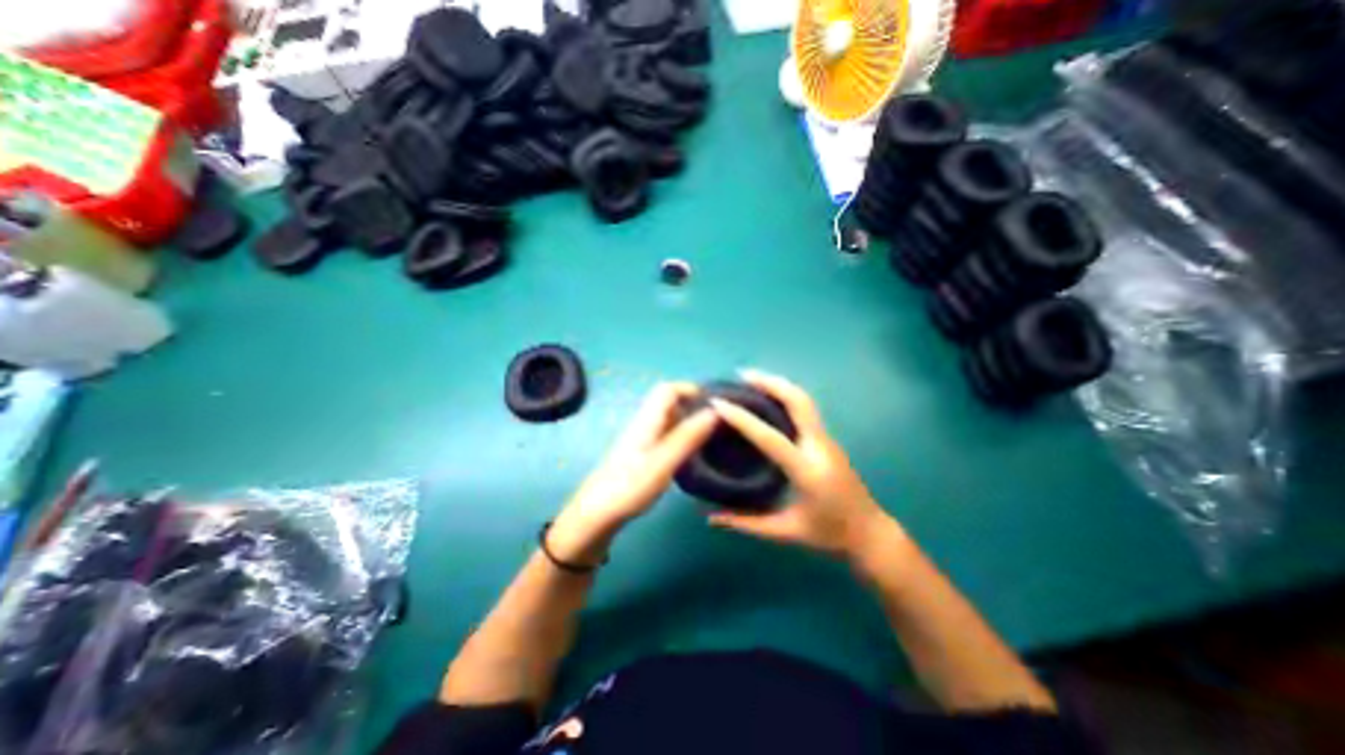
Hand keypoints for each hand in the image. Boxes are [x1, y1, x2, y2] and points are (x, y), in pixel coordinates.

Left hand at [548, 387, 718, 562]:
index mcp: (647, 420)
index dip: (691, 389)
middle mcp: (645, 424)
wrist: (598, 513)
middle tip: (720, 421)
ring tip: (714, 435)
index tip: (715, 403)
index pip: (668, 389)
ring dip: (691, 421)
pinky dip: (684, 436)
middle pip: (670, 402)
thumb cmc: (630, 487)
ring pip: (670, 419)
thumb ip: (687, 437)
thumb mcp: (663, 462)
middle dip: (695, 405)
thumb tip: (714, 411)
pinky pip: (668, 434)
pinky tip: (695, 452)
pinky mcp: (644, 453)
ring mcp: (644, 439)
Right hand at [699, 371, 896, 560]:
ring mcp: (827, 440)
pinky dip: (786, 395)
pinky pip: (805, 408)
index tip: (719, 403)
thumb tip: (710, 518)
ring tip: (752, 378)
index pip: (770, 437)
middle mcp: (819, 447)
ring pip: (804, 400)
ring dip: (779, 384)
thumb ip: (746, 523)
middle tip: (742, 374)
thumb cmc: (829, 534)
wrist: (871, 533)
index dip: (743, 419)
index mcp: (807, 470)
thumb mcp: (786, 532)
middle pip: (798, 401)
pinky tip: (770, 396)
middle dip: (771, 383)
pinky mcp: (827, 439)